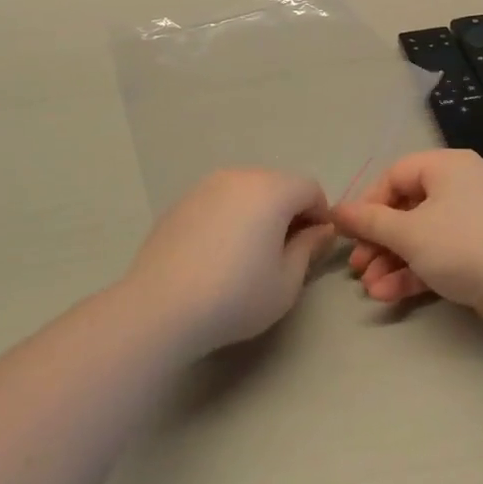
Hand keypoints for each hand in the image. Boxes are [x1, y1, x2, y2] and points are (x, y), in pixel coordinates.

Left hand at [124, 169, 333, 355]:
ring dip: (258, 212)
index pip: (310, 188)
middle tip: (284, 253)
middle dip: (289, 211)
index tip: (314, 247)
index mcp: (271, 190)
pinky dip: (228, 217)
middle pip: (277, 184)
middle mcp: (239, 176)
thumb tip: (321, 230)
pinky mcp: (181, 202)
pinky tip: (217, 253)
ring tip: (248, 254)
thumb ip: (308, 248)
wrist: (161, 306)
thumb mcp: (286, 282)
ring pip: (246, 190)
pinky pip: (218, 201)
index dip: (320, 215)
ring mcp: (205, 186)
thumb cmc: (235, 296)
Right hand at [333, 150, 482, 344]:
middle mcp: (461, 187)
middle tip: (358, 266)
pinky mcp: (482, 254)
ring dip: (393, 261)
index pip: (395, 175)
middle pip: (407, 208)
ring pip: (422, 236)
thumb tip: (336, 210)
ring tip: (371, 288)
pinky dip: (415, 272)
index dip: (368, 203)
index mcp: (447, 167)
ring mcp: (474, 223)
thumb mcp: (409, 232)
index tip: (349, 232)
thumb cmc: (465, 245)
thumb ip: (370, 221)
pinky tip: (390, 295)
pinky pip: (440, 256)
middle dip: (379, 240)